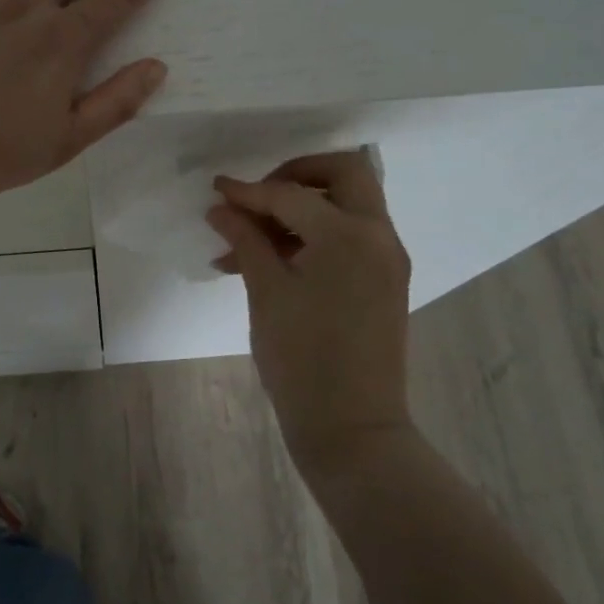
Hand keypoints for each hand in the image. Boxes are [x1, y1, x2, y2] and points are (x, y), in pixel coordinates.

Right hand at [208, 151, 414, 480]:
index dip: (249, 192)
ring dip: (303, 208)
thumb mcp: (266, 293)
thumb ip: (246, 240)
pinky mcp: (386, 280)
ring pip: (348, 205)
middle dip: (297, 175)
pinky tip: (272, 258)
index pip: (292, 195)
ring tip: (250, 240)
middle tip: (259, 196)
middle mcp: (379, 236)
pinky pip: (351, 236)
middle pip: (343, 174)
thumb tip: (222, 207)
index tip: (216, 190)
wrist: (351, 429)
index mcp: (349, 235)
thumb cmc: (301, 360)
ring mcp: (388, 258)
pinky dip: (317, 234)